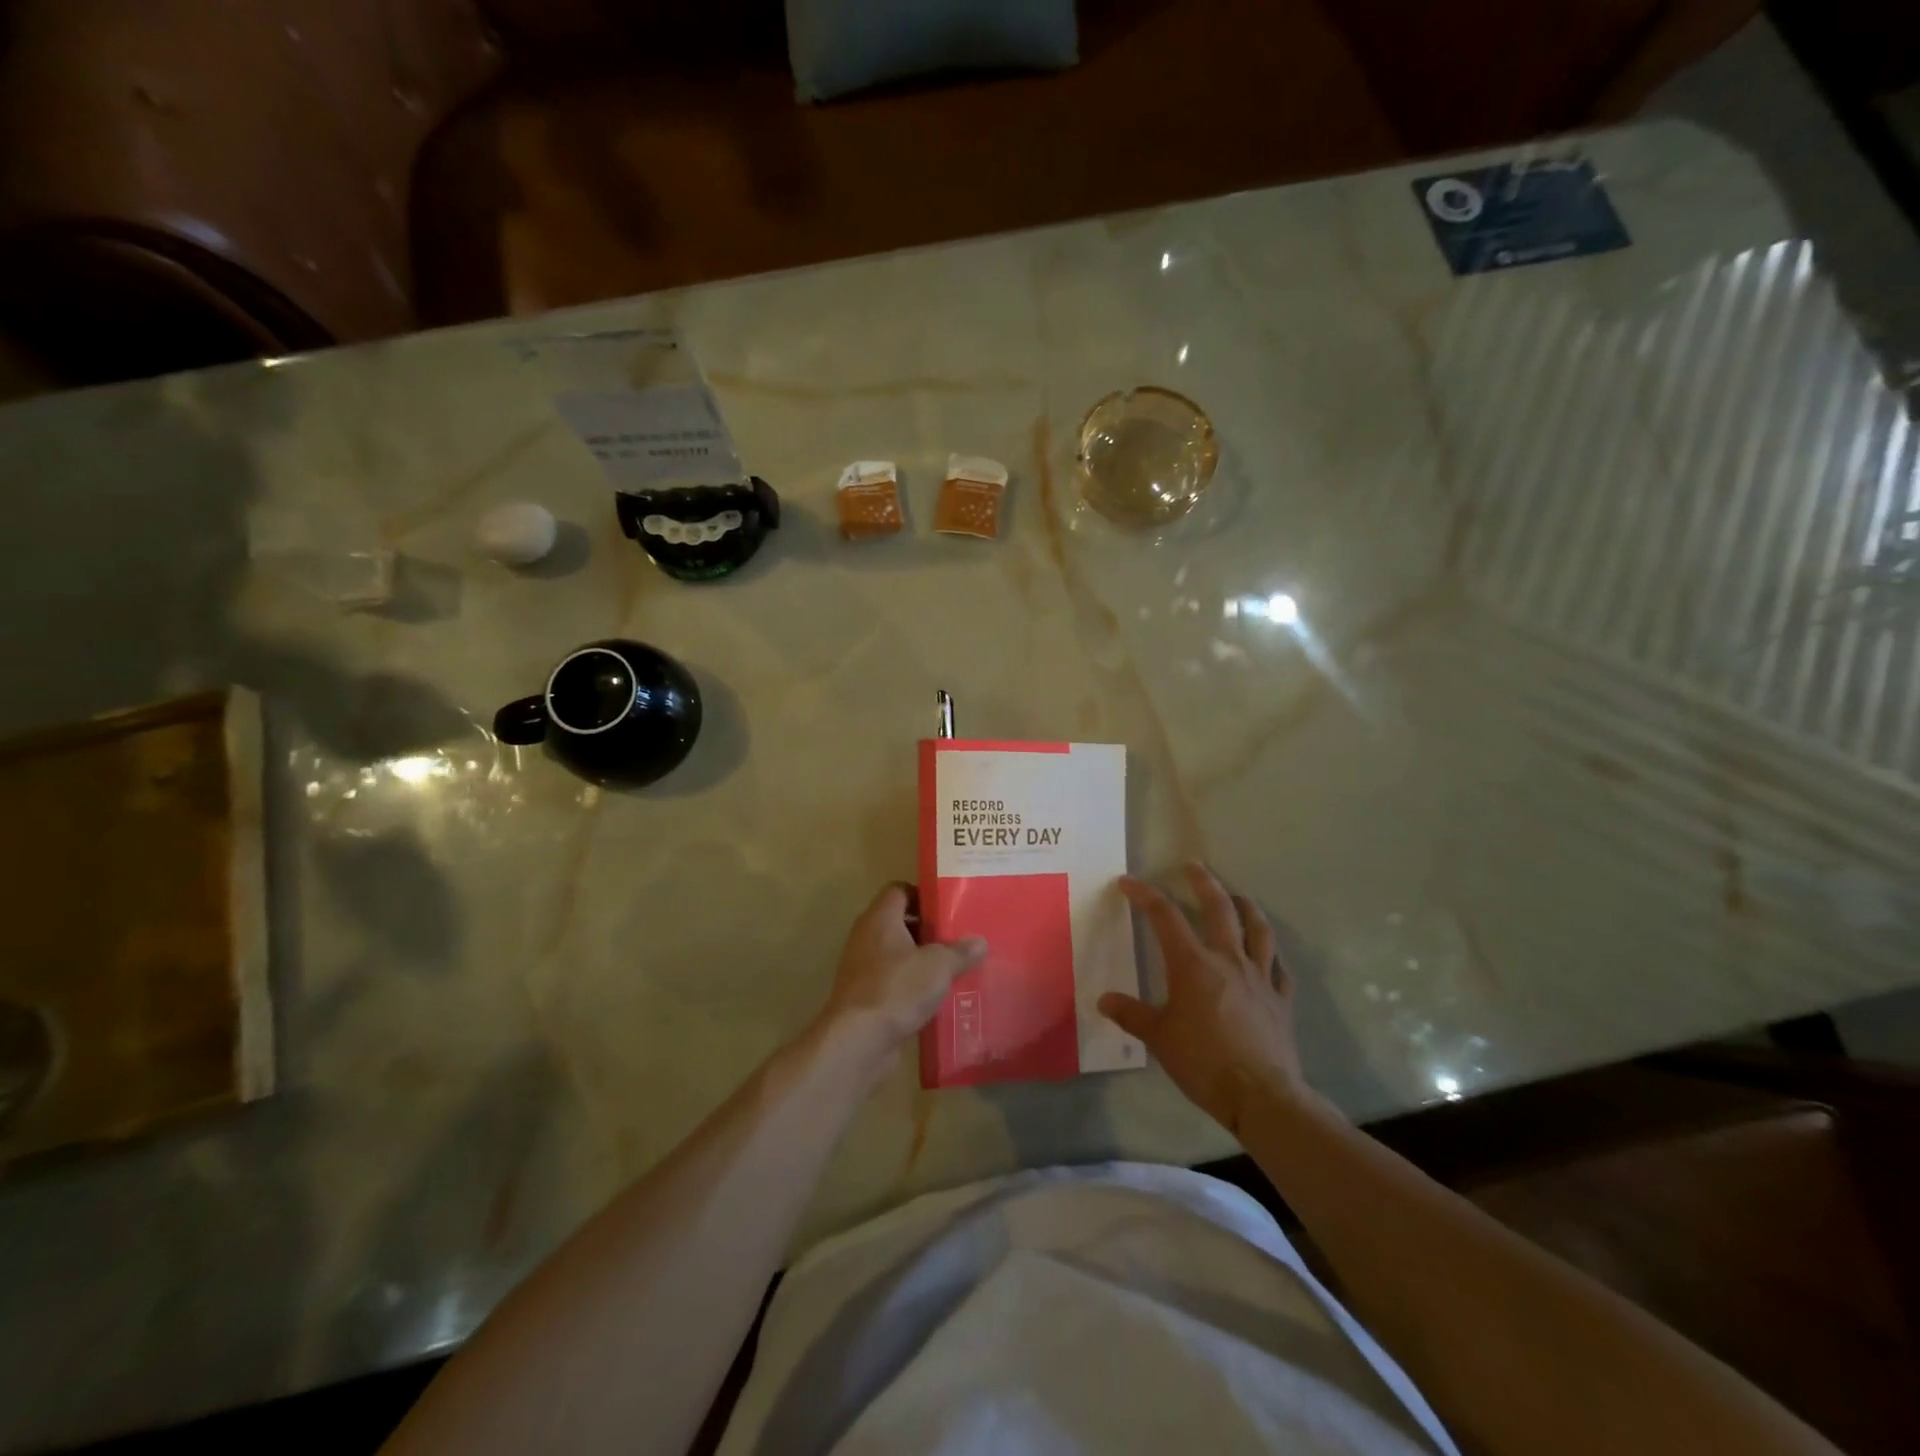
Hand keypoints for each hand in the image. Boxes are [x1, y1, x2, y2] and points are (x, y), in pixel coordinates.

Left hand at [814, 883, 986, 1085]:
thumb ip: (960, 951)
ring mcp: (862, 967)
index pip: (899, 890)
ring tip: (954, 968)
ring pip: (897, 954)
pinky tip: (936, 998)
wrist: (858, 1040)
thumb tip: (980, 941)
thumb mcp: (939, 966)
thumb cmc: (898, 988)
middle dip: (928, 930)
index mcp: (881, 918)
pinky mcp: (864, 996)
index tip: (949, 908)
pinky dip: (912, 985)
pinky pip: (893, 980)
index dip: (924, 895)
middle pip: (899, 922)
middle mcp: (867, 937)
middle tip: (958, 938)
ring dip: (922, 960)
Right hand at [1098, 863, 1308, 1134]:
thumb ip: (1132, 1014)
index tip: (1128, 882)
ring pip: (1258, 929)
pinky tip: (1267, 954)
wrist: (1262, 1095)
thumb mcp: (1158, 1038)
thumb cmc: (1203, 1062)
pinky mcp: (1281, 999)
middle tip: (1193, 865)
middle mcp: (1228, 960)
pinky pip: (1280, 968)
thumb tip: (1104, 999)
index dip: (1145, 895)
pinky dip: (1272, 954)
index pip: (1165, 917)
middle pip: (1219, 908)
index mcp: (1193, 964)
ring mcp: (1260, 977)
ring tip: (1238, 895)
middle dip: (1204, 882)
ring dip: (1247, 906)